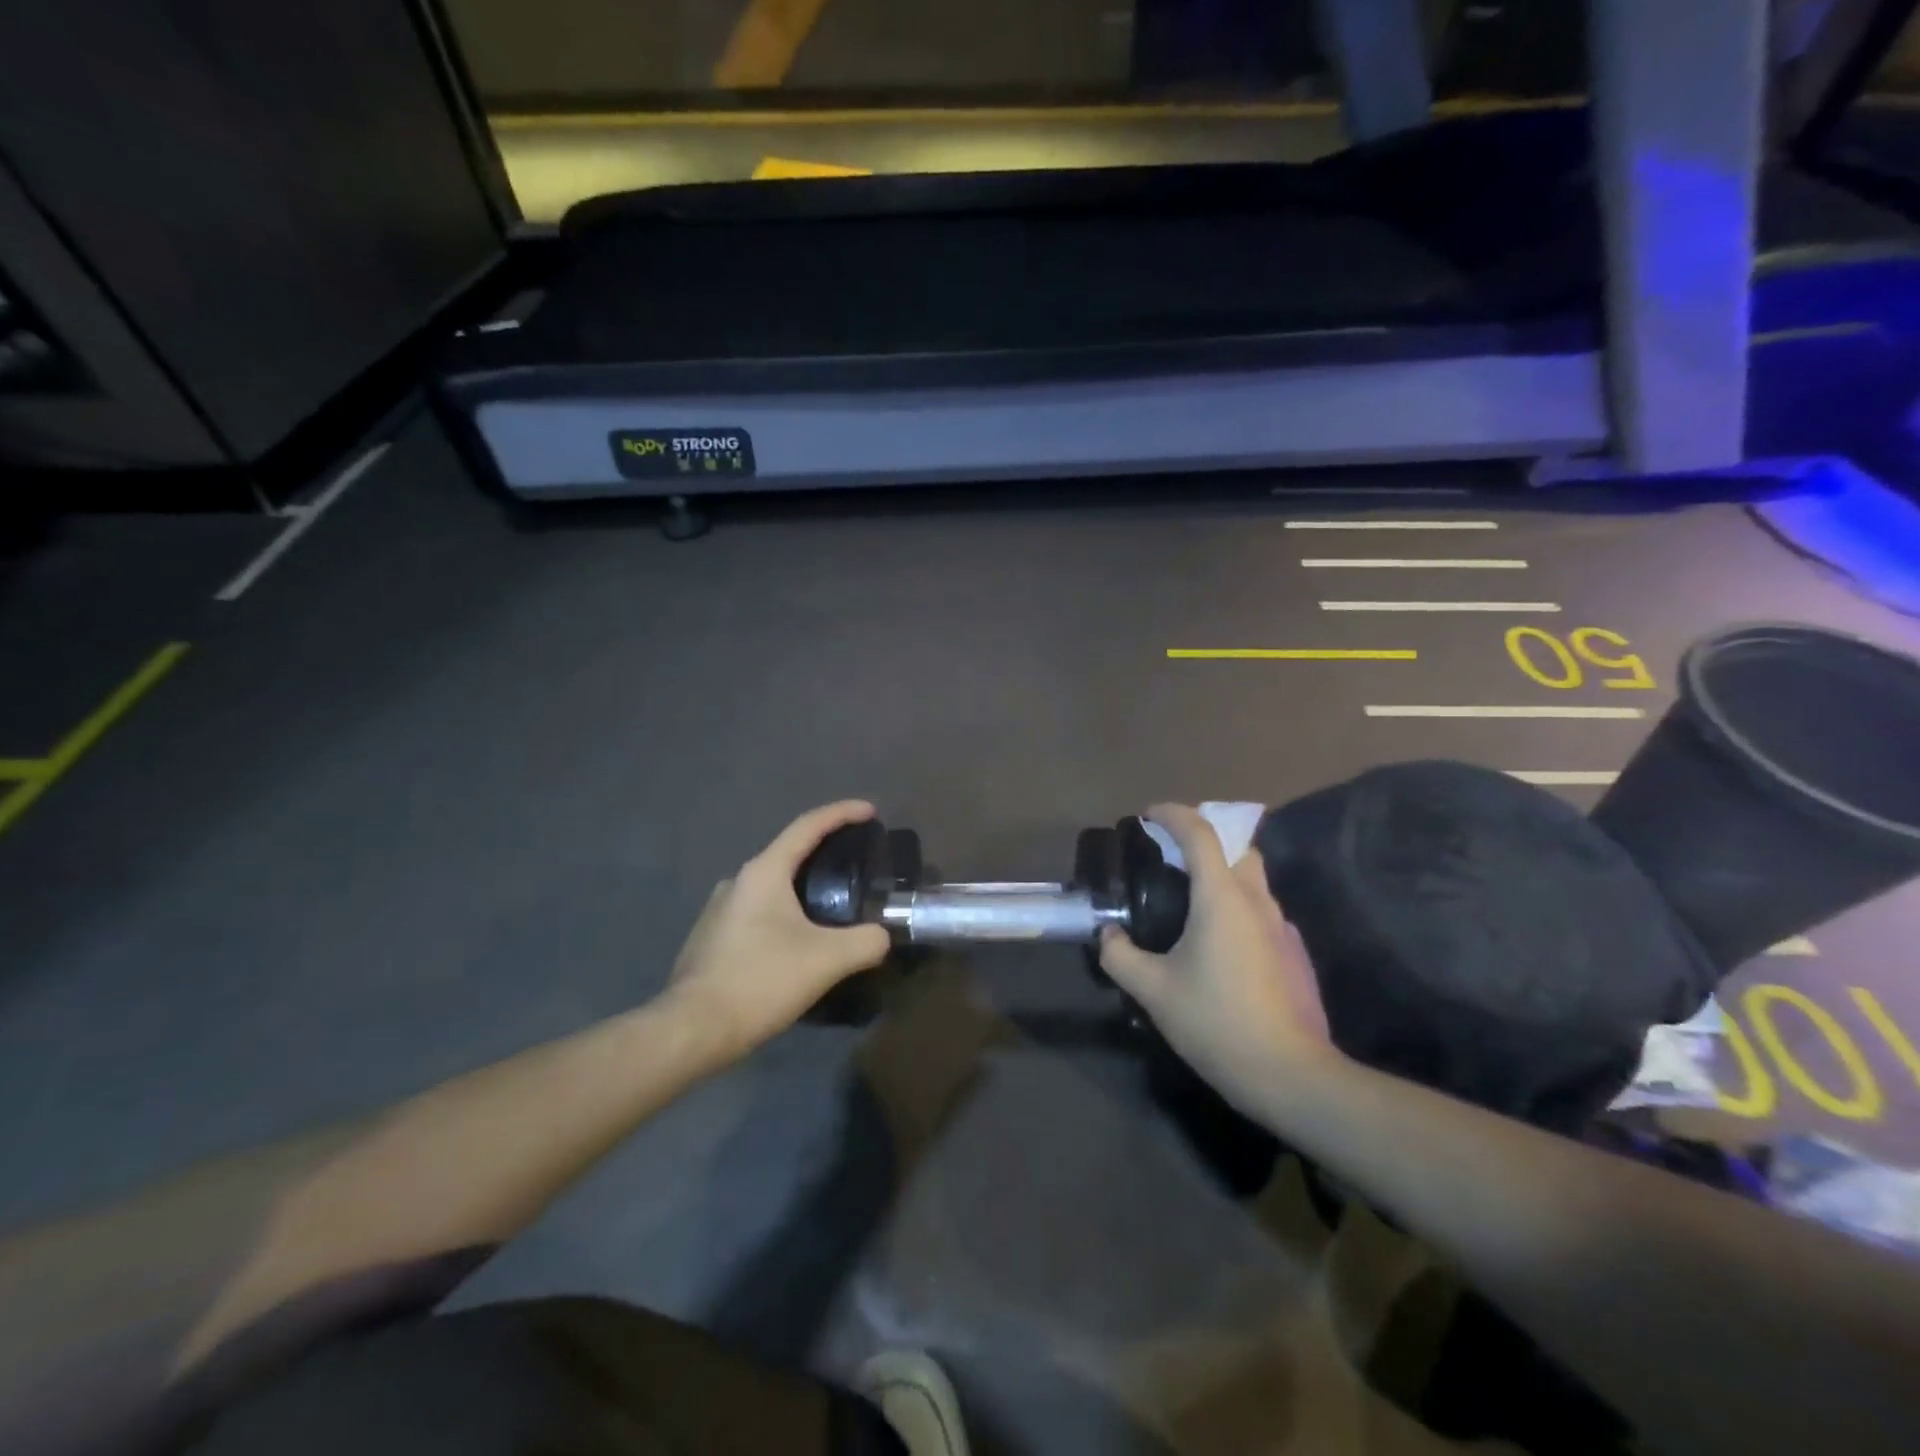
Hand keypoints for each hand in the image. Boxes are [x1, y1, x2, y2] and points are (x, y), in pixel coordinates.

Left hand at [665, 800, 891, 1058]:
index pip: (808, 826)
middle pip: (790, 853)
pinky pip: (759, 911)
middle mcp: (738, 881)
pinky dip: (785, 912)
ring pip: (773, 886)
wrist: (692, 1029)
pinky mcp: (713, 938)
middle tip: (858, 862)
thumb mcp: (826, 961)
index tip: (870, 811)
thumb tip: (882, 936)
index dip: (841, 813)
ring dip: (804, 887)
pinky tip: (799, 940)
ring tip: (834, 905)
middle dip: (825, 851)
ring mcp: (720, 910)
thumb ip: (866, 942)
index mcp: (764, 872)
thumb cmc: (760, 981)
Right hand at [1100, 803, 1337, 1112]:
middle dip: (1202, 837)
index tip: (1147, 815)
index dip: (1172, 815)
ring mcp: (1277, 923)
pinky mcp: (1287, 947)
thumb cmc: (1214, 1021)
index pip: (1199, 834)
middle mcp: (1254, 899)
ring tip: (1184, 891)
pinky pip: (1257, 902)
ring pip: (1251, 873)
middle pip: (1235, 845)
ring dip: (1220, 866)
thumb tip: (1106, 935)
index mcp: (1221, 897)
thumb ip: (1120, 955)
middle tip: (1167, 853)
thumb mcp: (1152, 990)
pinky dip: (1233, 895)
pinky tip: (1211, 932)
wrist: (1284, 1071)